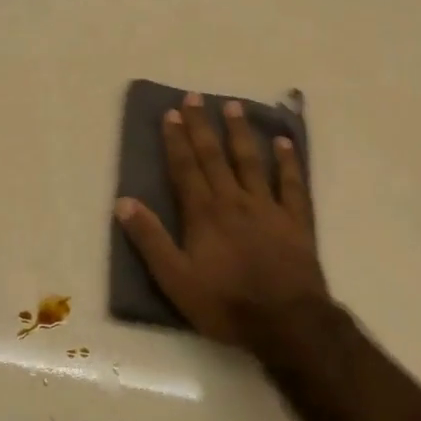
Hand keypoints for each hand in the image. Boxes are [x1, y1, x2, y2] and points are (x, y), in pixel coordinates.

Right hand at [115, 93, 328, 348]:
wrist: (286, 323)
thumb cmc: (225, 304)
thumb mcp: (175, 279)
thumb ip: (150, 240)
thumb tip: (124, 202)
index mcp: (204, 214)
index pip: (185, 169)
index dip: (176, 140)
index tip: (170, 113)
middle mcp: (234, 201)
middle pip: (215, 157)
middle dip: (202, 126)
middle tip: (195, 97)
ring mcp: (269, 208)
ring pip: (252, 162)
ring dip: (240, 133)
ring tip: (233, 106)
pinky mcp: (296, 221)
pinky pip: (292, 184)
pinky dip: (288, 161)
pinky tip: (283, 142)